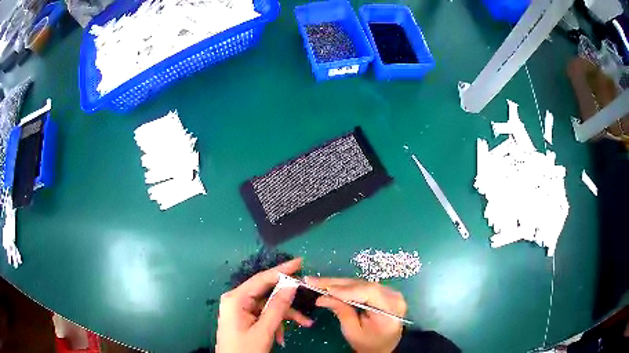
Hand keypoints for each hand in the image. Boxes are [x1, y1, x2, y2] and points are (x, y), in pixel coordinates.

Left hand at [216, 258, 312, 352]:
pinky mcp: (245, 318)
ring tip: (305, 324)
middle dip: (288, 300)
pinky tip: (282, 337)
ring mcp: (241, 309)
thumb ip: (277, 307)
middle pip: (267, 293)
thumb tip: (291, 284)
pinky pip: (265, 315)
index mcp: (236, 299)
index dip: (282, 270)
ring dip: (285, 316)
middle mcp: (237, 300)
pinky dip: (276, 324)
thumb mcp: (263, 330)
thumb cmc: (245, 350)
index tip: (300, 262)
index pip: (262, 279)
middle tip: (307, 297)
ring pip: (269, 306)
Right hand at [305, 277, 406, 352]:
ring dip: (339, 283)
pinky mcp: (385, 291)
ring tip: (318, 282)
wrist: (386, 345)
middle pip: (364, 285)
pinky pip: (364, 285)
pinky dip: (347, 286)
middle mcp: (394, 297)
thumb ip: (341, 312)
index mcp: (390, 311)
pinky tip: (332, 285)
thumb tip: (322, 297)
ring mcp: (391, 292)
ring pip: (362, 283)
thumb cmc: (369, 343)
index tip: (324, 289)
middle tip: (313, 281)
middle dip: (337, 283)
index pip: (369, 293)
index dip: (346, 289)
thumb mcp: (353, 332)